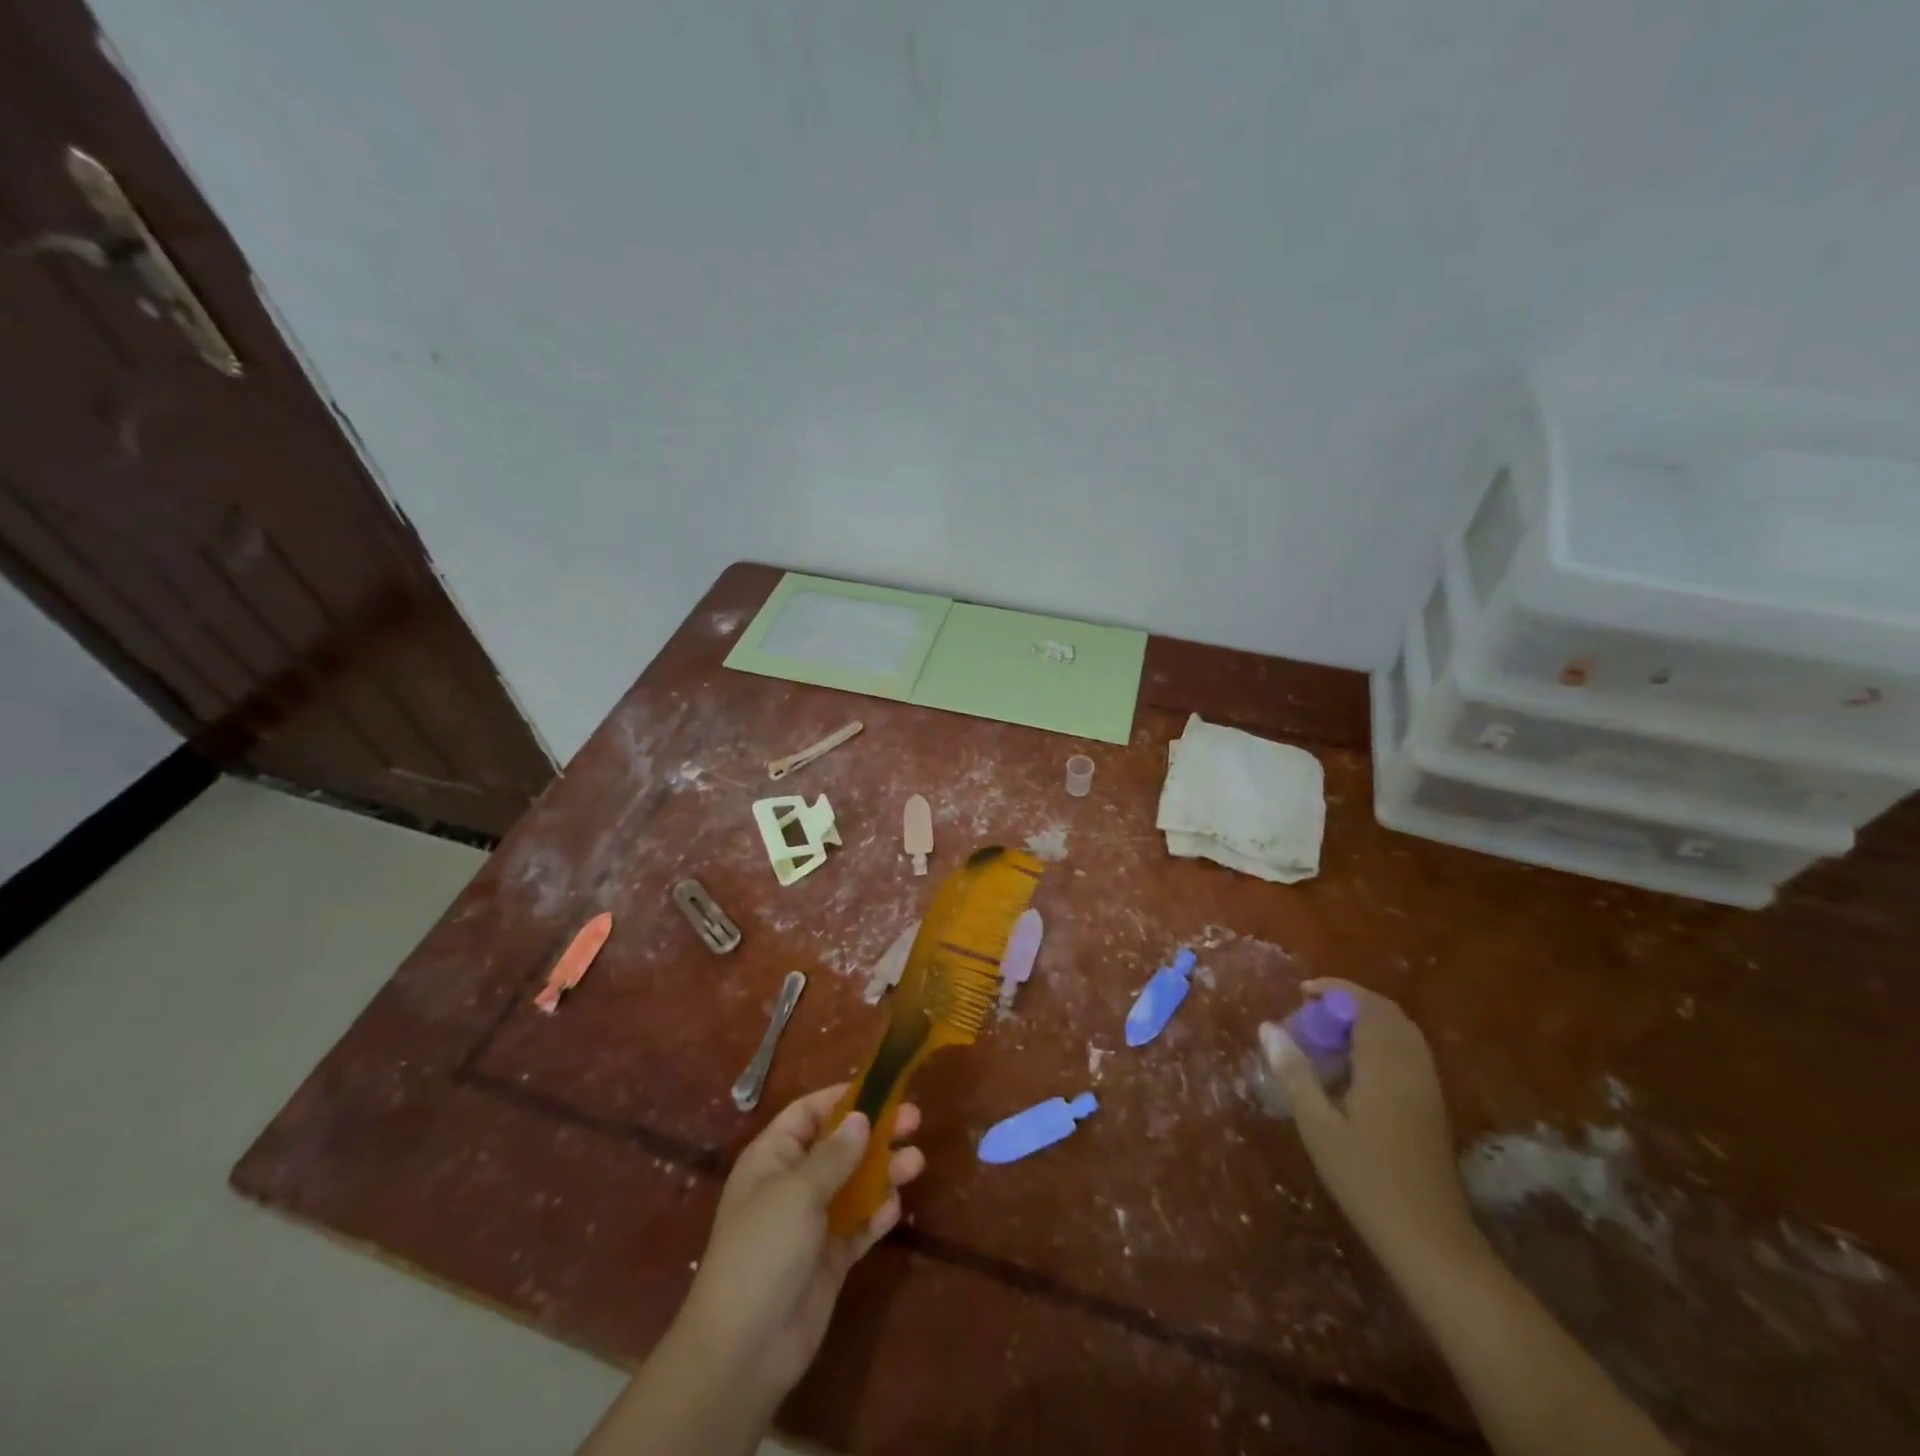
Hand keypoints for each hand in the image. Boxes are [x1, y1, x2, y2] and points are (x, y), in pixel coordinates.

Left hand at [678, 1085, 925, 1403]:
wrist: (745, 1349)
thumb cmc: (763, 1250)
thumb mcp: (797, 1191)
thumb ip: (834, 1154)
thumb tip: (860, 1117)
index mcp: (773, 1158)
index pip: (809, 1113)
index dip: (842, 1098)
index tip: (881, 1088)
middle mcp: (792, 1184)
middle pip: (839, 1146)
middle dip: (875, 1132)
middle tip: (915, 1120)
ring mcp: (811, 1222)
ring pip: (854, 1184)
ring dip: (884, 1171)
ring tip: (917, 1162)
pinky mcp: (829, 1259)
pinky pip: (859, 1225)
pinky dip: (877, 1214)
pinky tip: (896, 1207)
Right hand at [1261, 979, 1479, 1268]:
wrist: (1430, 1239)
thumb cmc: (1366, 1179)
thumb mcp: (1318, 1125)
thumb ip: (1294, 1072)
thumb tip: (1267, 1027)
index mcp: (1385, 1064)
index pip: (1365, 1005)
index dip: (1334, 990)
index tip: (1302, 992)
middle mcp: (1412, 1065)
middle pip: (1387, 1012)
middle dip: (1350, 1001)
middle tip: (1312, 1013)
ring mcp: (1427, 1085)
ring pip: (1401, 1031)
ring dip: (1367, 1020)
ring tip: (1329, 1035)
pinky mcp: (1432, 1104)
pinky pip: (1408, 1051)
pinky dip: (1381, 1041)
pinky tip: (1355, 1067)